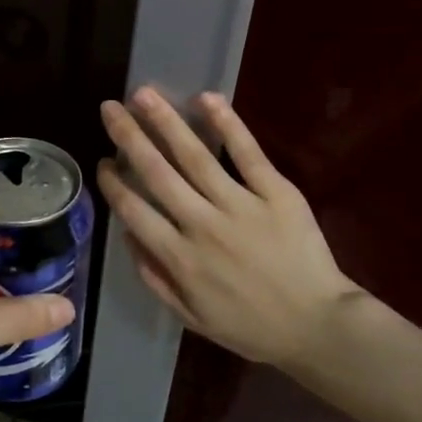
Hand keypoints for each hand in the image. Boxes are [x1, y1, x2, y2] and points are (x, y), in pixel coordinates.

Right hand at [97, 89, 359, 370]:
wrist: (318, 327)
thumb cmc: (251, 327)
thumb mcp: (191, 317)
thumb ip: (155, 277)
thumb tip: (127, 236)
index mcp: (179, 258)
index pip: (135, 211)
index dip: (114, 183)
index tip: (102, 161)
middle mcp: (202, 225)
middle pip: (157, 173)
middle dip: (129, 137)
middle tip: (109, 108)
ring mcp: (241, 206)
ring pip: (195, 157)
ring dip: (166, 122)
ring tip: (144, 94)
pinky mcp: (277, 194)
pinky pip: (248, 154)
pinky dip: (227, 124)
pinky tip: (206, 99)